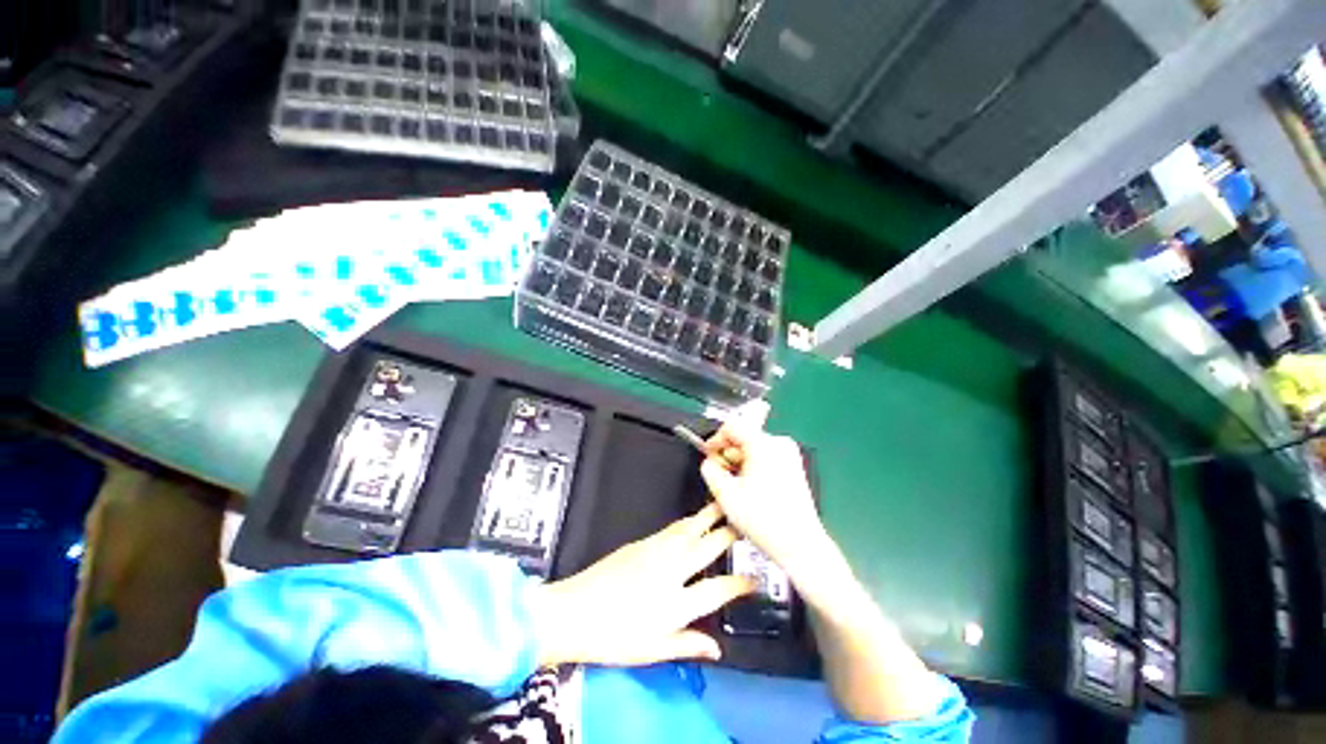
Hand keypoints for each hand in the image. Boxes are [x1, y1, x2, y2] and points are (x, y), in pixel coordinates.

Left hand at [532, 504, 754, 666]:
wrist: (574, 611)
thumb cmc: (614, 637)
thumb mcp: (653, 650)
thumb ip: (687, 644)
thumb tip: (717, 649)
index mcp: (677, 602)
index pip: (718, 589)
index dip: (740, 583)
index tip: (755, 579)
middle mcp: (671, 571)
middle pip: (707, 547)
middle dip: (729, 533)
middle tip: (745, 520)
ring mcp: (656, 551)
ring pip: (690, 529)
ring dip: (709, 517)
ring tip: (723, 505)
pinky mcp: (642, 542)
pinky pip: (673, 528)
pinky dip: (688, 521)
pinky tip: (693, 519)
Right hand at [699, 410, 826, 580]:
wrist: (799, 545)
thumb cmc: (764, 520)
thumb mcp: (725, 494)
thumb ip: (709, 470)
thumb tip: (709, 462)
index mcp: (763, 444)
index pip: (731, 426)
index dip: (714, 440)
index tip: (708, 456)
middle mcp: (779, 443)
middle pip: (743, 437)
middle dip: (727, 454)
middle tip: (720, 475)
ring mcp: (789, 454)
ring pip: (754, 448)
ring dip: (739, 462)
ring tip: (735, 485)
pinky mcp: (794, 466)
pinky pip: (766, 457)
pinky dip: (753, 467)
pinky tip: (750, 488)